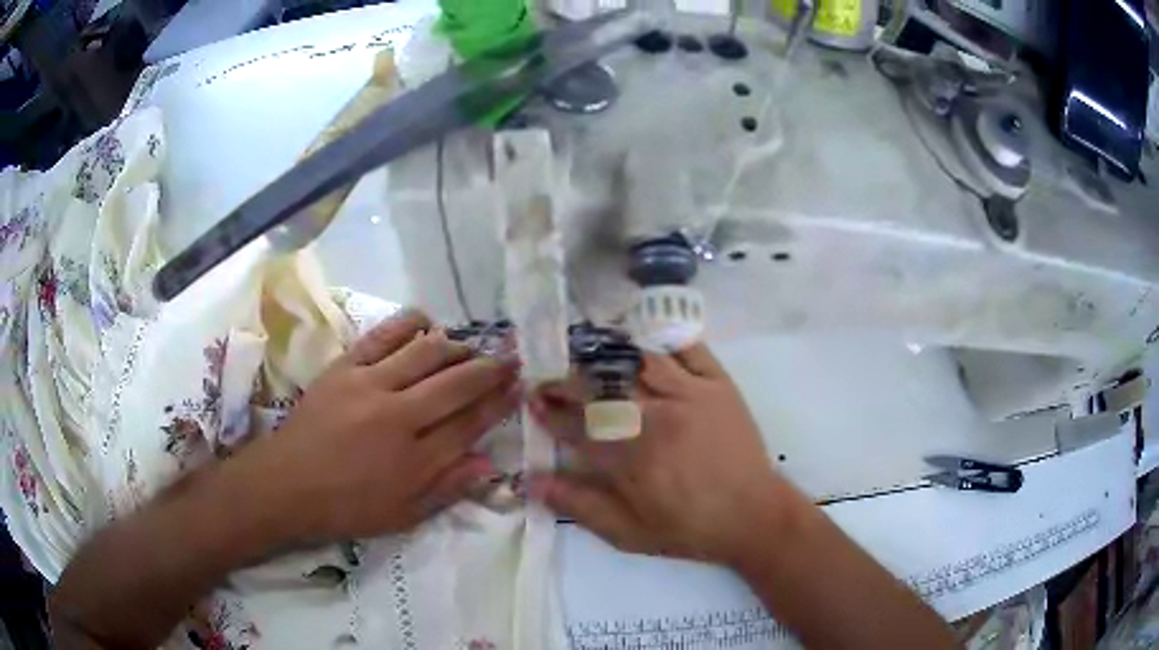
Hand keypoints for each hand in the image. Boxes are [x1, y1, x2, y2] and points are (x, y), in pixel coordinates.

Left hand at [238, 310, 519, 541]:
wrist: (287, 484)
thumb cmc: (346, 507)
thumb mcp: (402, 516)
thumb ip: (447, 488)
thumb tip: (488, 463)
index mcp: (415, 459)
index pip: (470, 423)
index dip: (499, 402)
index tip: (520, 386)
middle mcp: (399, 416)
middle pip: (456, 382)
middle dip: (490, 368)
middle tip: (510, 358)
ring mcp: (370, 385)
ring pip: (426, 352)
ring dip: (456, 346)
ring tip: (470, 347)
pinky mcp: (345, 367)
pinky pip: (384, 335)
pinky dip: (410, 324)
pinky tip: (426, 323)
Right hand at [529, 344, 798, 565]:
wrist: (752, 516)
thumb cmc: (688, 528)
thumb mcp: (628, 533)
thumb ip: (580, 505)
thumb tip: (534, 480)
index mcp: (630, 456)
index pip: (576, 423)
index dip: (550, 410)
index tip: (533, 399)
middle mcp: (654, 417)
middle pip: (601, 386)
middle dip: (567, 378)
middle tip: (550, 375)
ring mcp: (689, 394)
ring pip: (639, 360)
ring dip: (607, 355)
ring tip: (587, 353)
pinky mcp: (718, 385)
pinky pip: (689, 349)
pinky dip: (663, 341)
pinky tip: (644, 343)